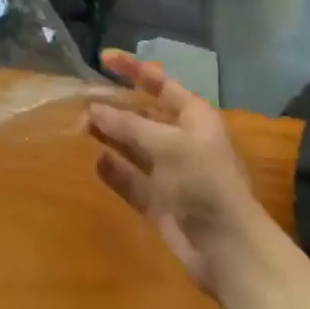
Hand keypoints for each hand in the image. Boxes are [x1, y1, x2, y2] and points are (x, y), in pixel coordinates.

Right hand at [87, 51, 272, 294]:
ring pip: (133, 145)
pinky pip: (131, 178)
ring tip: (80, 127)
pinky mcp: (159, 201)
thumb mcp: (166, 145)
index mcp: (194, 117)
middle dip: (114, 107)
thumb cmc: (204, 183)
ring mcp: (170, 172)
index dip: (133, 69)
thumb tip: (93, 108)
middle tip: (81, 103)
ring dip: (109, 135)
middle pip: (142, 114)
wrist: (229, 250)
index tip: (103, 58)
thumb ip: (128, 125)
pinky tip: (96, 161)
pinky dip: (114, 170)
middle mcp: (181, 139)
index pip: (160, 83)